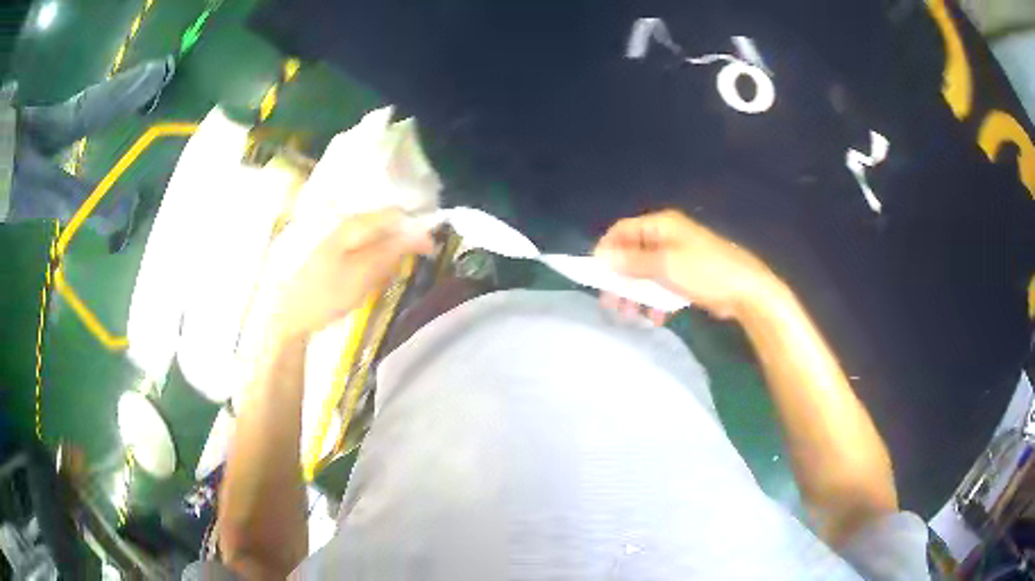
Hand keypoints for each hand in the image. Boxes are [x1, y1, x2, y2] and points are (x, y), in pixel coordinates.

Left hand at [268, 208, 432, 341]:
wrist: (283, 315)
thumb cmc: (323, 295)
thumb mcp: (362, 275)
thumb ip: (391, 251)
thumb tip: (419, 232)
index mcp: (352, 224)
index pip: (395, 215)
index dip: (416, 231)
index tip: (430, 252)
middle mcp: (341, 221)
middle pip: (382, 225)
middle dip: (396, 246)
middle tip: (396, 274)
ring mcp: (329, 234)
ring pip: (369, 238)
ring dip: (380, 257)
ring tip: (373, 284)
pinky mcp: (322, 249)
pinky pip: (354, 249)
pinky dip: (364, 264)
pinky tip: (357, 283)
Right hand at [594, 210, 776, 321]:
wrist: (745, 291)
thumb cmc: (705, 271)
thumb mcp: (665, 265)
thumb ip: (632, 262)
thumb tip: (601, 257)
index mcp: (661, 226)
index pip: (623, 230)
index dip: (607, 249)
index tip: (596, 274)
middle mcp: (667, 237)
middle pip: (632, 254)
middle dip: (620, 278)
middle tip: (611, 302)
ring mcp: (678, 258)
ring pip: (646, 273)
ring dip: (636, 293)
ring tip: (631, 315)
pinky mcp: (687, 277)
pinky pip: (662, 285)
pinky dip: (656, 300)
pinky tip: (656, 317)